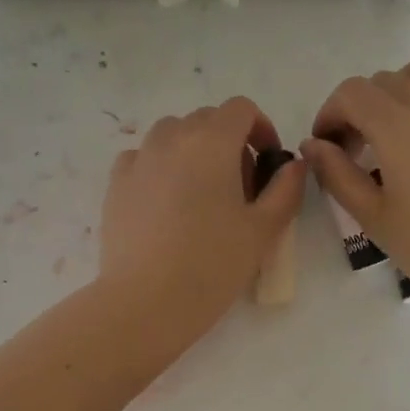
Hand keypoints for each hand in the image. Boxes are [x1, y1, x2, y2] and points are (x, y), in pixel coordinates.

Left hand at [99, 97, 305, 349]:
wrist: (146, 301)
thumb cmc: (212, 265)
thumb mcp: (263, 230)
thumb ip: (286, 189)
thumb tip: (294, 165)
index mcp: (211, 142)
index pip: (240, 109)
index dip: (260, 127)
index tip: (267, 161)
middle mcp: (171, 139)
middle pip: (205, 120)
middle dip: (228, 142)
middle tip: (239, 187)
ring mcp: (138, 160)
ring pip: (170, 135)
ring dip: (192, 150)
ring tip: (200, 194)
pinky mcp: (115, 184)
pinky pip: (142, 158)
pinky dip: (159, 167)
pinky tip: (165, 203)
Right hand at [301, 51, 409, 328]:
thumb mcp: (375, 220)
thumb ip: (338, 176)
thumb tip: (313, 146)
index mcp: (397, 127)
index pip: (350, 93)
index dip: (330, 114)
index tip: (329, 148)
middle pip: (384, 80)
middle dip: (361, 108)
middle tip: (360, 151)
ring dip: (404, 86)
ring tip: (402, 124)